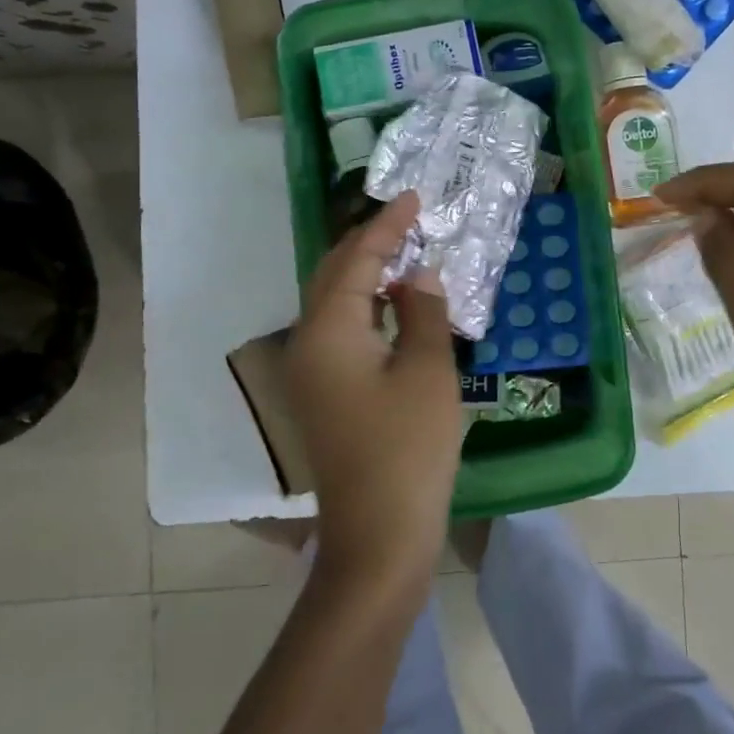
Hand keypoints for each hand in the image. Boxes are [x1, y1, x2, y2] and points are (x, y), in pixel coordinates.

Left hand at [285, 191, 462, 587]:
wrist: (378, 537)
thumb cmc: (408, 450)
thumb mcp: (427, 371)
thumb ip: (423, 312)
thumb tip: (418, 275)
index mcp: (328, 330)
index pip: (355, 260)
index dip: (386, 226)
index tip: (413, 197)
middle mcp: (307, 343)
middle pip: (331, 276)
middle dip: (367, 244)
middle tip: (407, 221)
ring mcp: (309, 372)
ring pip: (333, 304)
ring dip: (365, 276)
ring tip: (404, 255)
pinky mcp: (321, 395)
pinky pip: (339, 331)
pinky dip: (365, 308)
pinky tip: (393, 308)